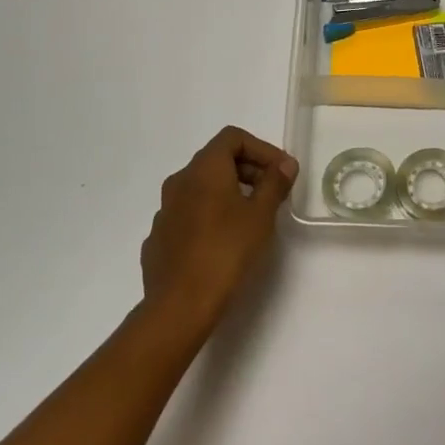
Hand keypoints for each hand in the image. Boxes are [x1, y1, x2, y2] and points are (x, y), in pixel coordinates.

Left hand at [139, 126, 297, 338]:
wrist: (179, 306)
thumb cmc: (226, 251)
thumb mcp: (261, 215)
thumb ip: (275, 183)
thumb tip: (285, 164)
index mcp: (204, 168)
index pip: (233, 138)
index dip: (262, 149)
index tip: (281, 171)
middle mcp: (179, 181)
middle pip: (216, 160)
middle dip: (248, 170)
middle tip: (272, 193)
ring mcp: (165, 210)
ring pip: (201, 188)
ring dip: (228, 193)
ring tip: (251, 218)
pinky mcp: (159, 238)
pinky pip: (189, 214)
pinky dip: (209, 216)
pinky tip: (223, 242)